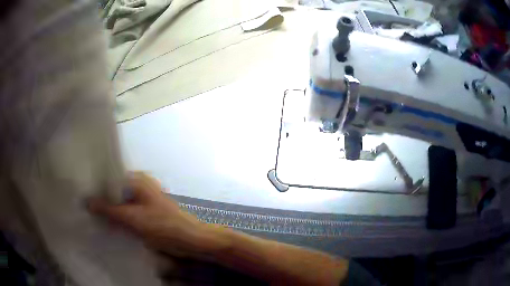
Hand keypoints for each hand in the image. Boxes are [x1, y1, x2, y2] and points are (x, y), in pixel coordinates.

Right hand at [88, 171, 209, 257]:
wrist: (190, 240)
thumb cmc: (163, 226)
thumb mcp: (132, 218)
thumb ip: (109, 209)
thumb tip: (87, 201)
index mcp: (138, 180)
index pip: (111, 176)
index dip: (97, 184)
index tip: (82, 192)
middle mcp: (140, 186)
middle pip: (115, 190)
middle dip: (102, 198)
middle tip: (84, 205)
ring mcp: (144, 200)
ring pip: (121, 202)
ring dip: (109, 208)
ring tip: (91, 213)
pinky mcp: (146, 213)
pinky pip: (128, 211)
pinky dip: (118, 216)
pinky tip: (107, 223)